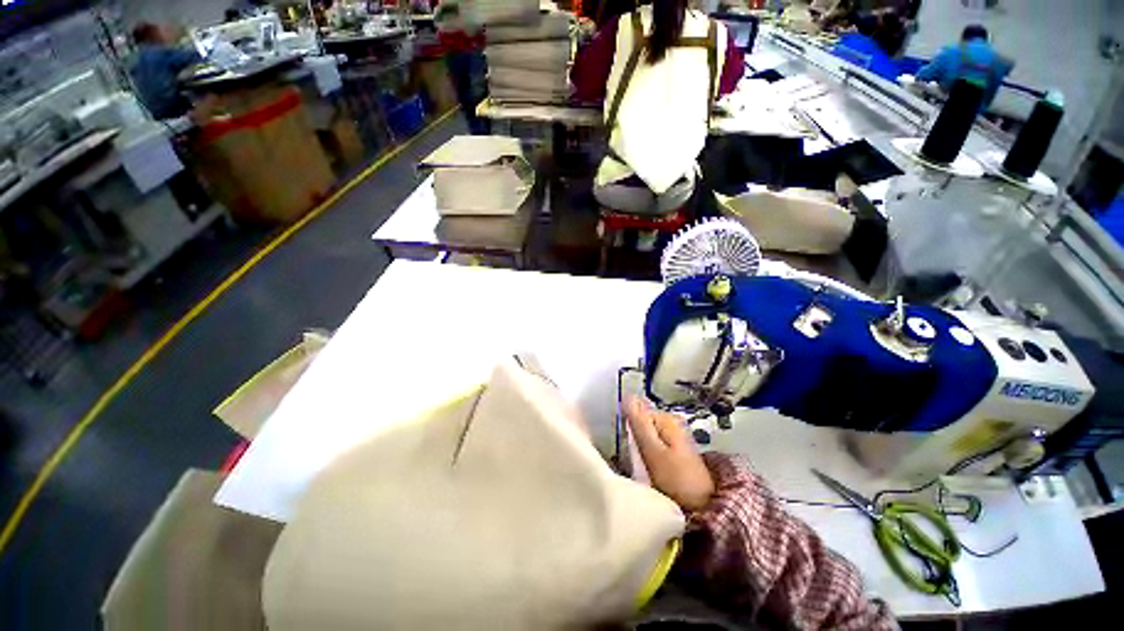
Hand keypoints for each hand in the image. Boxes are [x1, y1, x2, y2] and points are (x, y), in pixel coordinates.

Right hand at [625, 397, 714, 512]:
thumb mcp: (653, 451)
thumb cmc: (677, 479)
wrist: (704, 506)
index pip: (635, 413)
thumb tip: (627, 396)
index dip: (628, 429)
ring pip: (646, 435)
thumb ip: (639, 423)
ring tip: (641, 465)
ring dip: (640, 447)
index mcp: (666, 418)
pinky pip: (653, 445)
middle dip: (634, 437)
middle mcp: (671, 422)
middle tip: (634, 458)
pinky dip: (648, 454)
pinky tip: (649, 468)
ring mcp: (674, 436)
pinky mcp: (675, 450)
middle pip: (641, 423)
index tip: (626, 447)